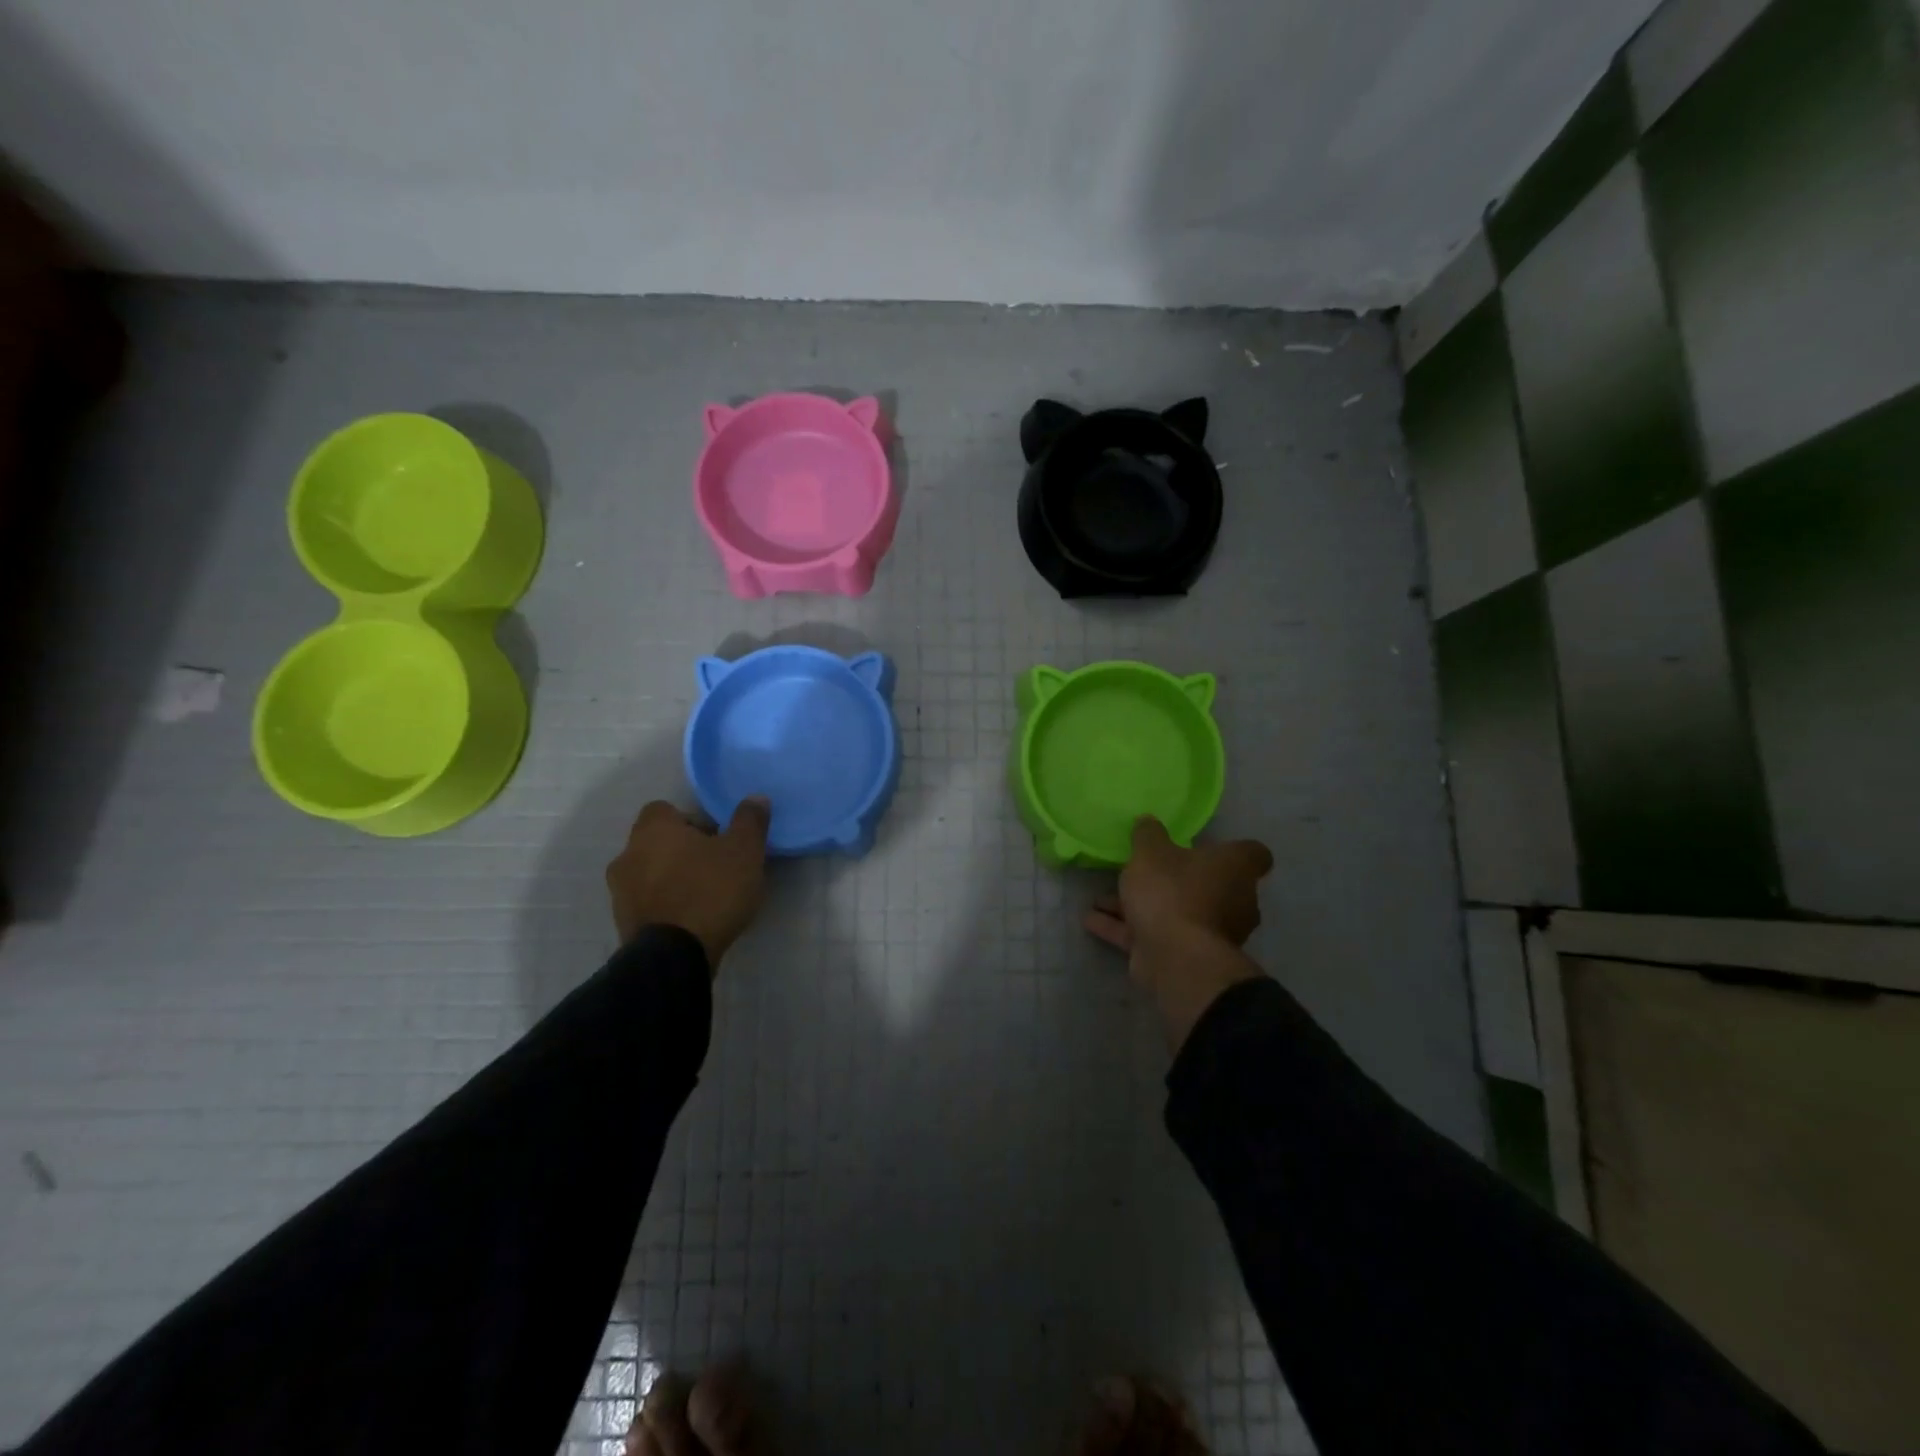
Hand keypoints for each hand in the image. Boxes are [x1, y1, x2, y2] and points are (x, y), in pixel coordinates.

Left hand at [607, 798, 770, 967]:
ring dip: (672, 879)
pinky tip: (692, 919)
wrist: (675, 956)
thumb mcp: (744, 851)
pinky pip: (648, 903)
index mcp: (653, 829)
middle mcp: (628, 854)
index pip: (665, 810)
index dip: (692, 820)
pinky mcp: (623, 923)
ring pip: (650, 873)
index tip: (717, 838)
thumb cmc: (710, 891)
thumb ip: (749, 820)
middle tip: (716, 866)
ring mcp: (620, 892)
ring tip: (705, 896)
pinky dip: (666, 905)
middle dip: (683, 850)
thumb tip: (756, 798)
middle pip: (657, 842)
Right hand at [1085, 816, 1273, 1048]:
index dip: (1233, 849)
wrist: (1175, 957)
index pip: (1253, 854)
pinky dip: (1125, 928)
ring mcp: (1211, 933)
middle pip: (1210, 885)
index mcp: (1235, 869)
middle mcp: (1232, 901)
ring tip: (1102, 898)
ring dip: (1142, 906)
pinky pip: (1153, 935)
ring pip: (1175, 911)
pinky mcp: (1185, 956)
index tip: (1209, 845)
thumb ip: (1148, 834)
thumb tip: (1148, 821)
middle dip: (1176, 881)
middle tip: (1145, 871)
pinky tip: (1092, 920)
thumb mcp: (1151, 852)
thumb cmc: (1173, 891)